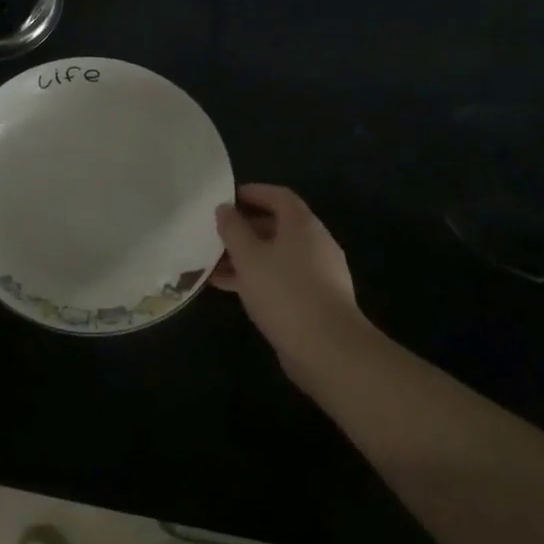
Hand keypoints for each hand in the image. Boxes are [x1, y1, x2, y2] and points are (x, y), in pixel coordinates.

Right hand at [213, 184, 373, 395]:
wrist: (329, 350)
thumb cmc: (285, 292)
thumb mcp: (249, 256)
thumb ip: (233, 229)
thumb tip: (225, 209)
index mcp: (303, 225)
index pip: (278, 195)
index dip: (252, 192)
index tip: (225, 199)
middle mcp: (314, 244)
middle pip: (277, 225)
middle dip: (244, 228)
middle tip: (215, 233)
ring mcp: (317, 274)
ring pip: (276, 255)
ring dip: (246, 256)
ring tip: (213, 264)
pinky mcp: (314, 301)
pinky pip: (280, 279)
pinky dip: (257, 278)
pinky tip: (231, 289)